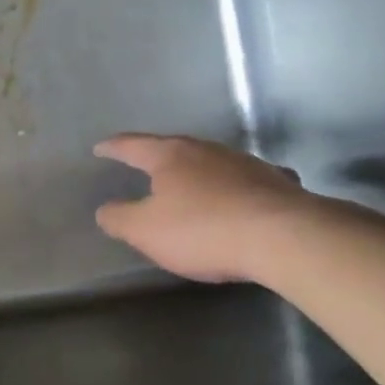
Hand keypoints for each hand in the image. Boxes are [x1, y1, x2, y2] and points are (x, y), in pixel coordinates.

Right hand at [94, 134, 314, 283]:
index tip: (100, 148)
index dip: (113, 147)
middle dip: (157, 157)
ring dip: (198, 172)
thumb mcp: (144, 231)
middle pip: (175, 148)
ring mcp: (245, 163)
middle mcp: (207, 150)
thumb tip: (105, 209)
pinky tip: (240, 196)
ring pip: (212, 162)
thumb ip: (118, 218)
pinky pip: (246, 180)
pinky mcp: (276, 182)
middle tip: (143, 165)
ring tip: (189, 185)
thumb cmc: (202, 230)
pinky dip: (234, 186)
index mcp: (170, 156)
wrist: (284, 238)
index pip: (132, 145)